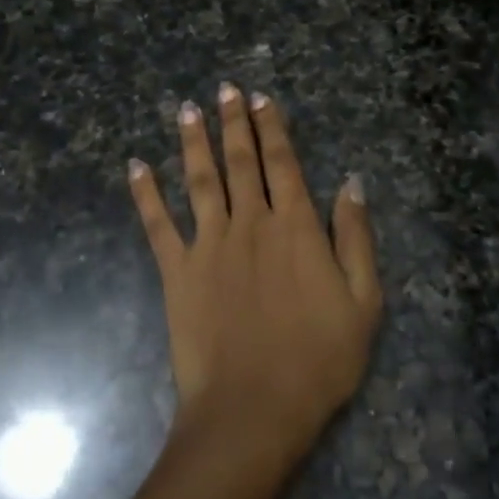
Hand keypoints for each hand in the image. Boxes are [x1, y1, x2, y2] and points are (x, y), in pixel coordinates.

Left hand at [129, 85, 381, 462]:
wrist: (253, 409)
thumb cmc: (318, 359)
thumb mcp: (363, 301)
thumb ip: (355, 237)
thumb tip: (351, 182)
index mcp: (295, 227)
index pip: (282, 163)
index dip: (272, 127)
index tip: (260, 98)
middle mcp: (249, 223)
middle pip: (240, 161)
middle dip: (233, 122)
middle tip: (223, 89)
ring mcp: (208, 245)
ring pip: (199, 180)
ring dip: (192, 141)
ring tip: (186, 109)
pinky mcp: (177, 272)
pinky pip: (158, 224)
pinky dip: (145, 194)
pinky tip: (136, 166)